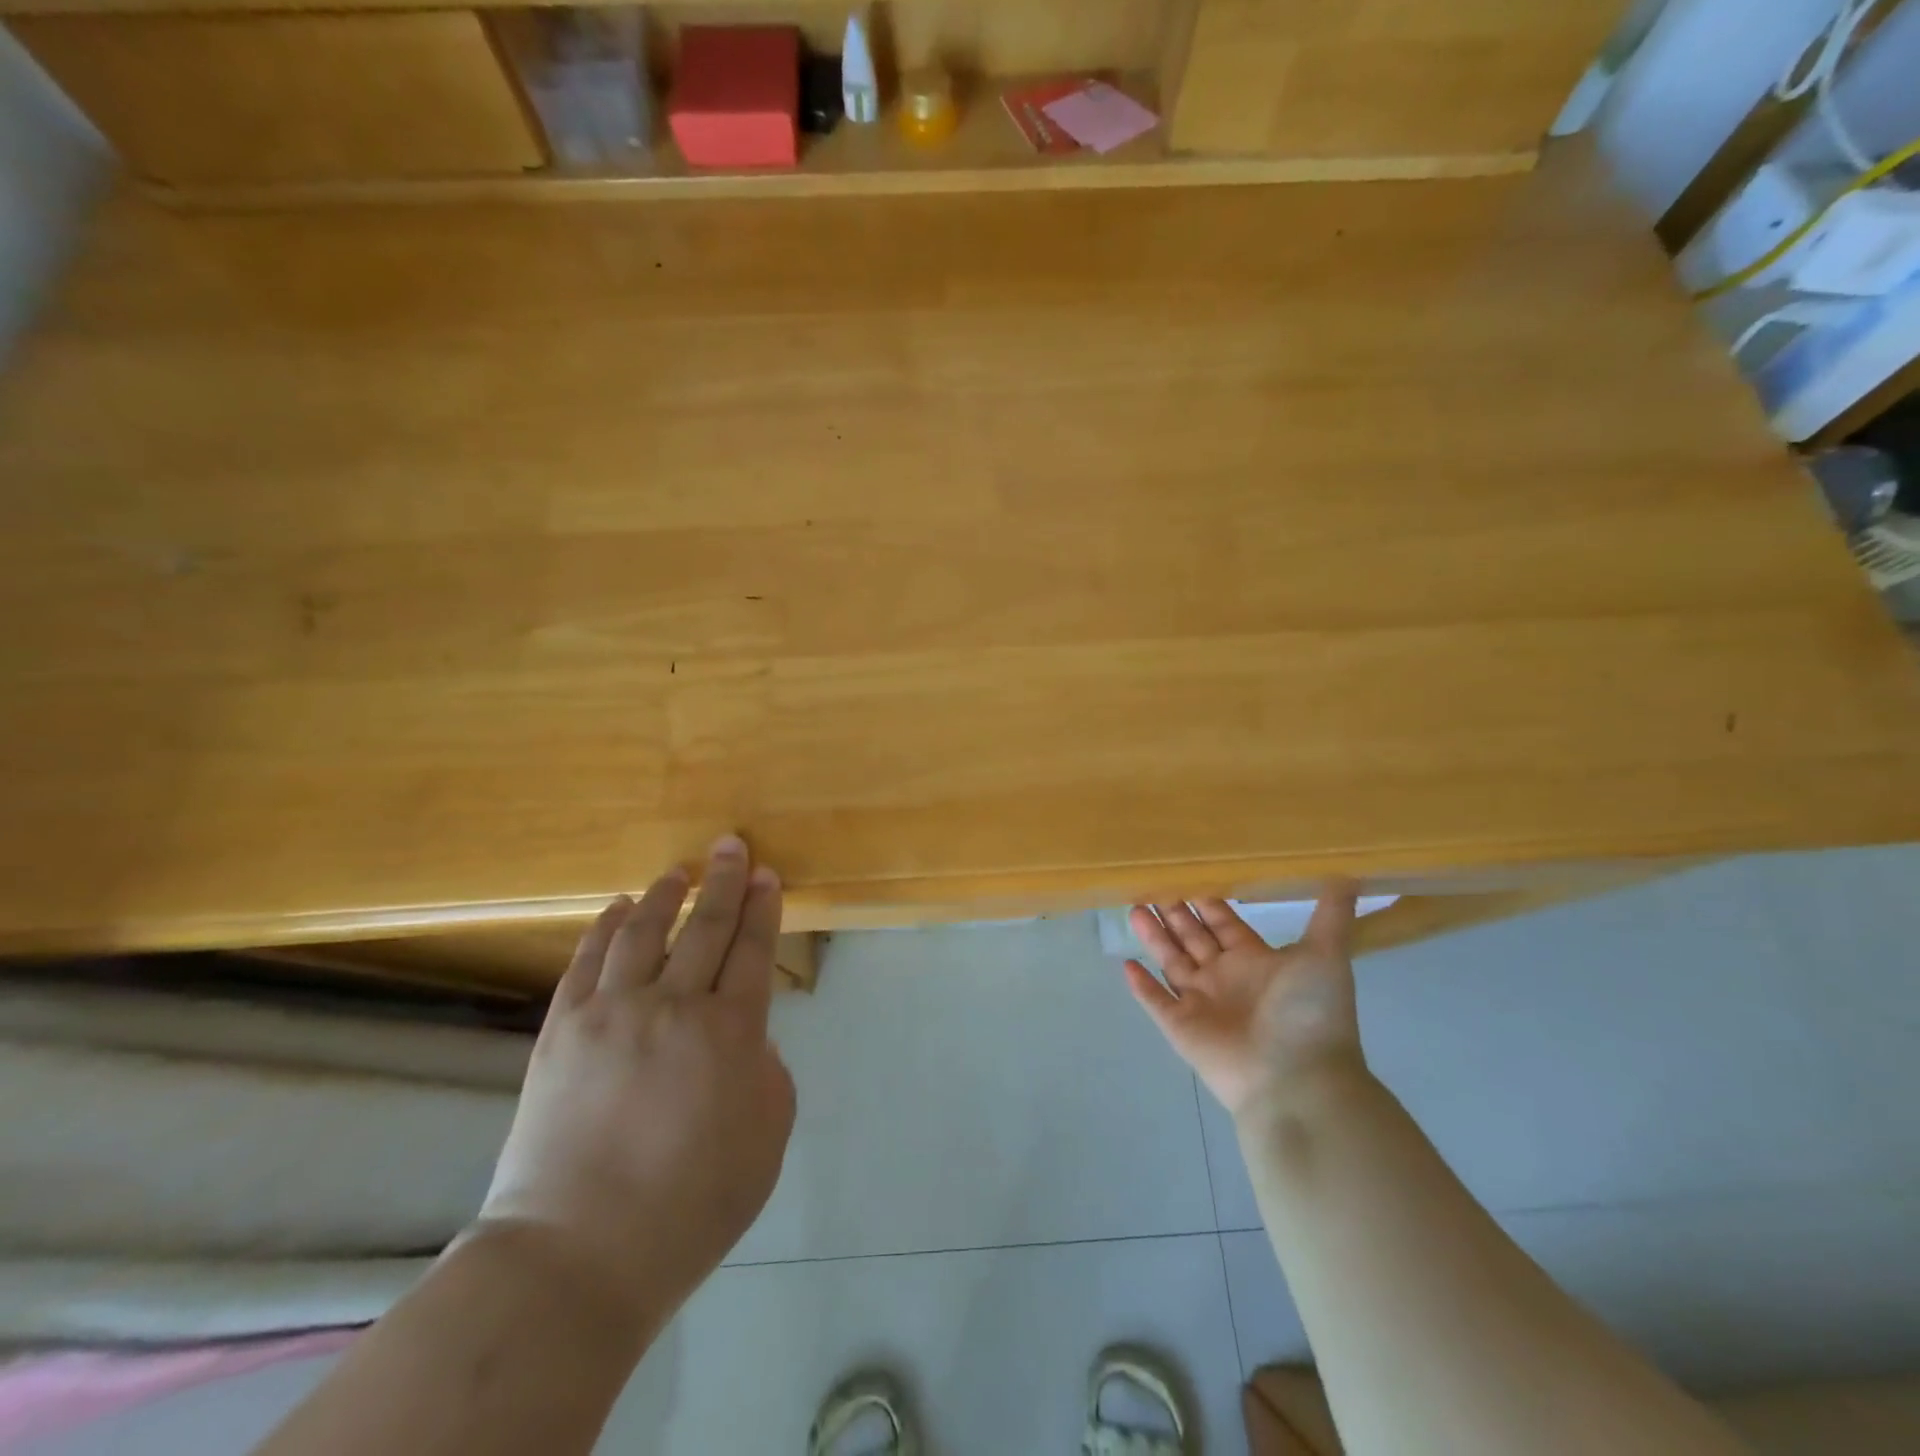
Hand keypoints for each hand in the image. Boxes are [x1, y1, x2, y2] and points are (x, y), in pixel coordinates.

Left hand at [474, 836, 795, 1337]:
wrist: (577, 1254)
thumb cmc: (690, 1205)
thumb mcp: (767, 1137)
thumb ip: (766, 1070)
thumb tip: (745, 1037)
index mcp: (731, 1031)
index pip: (753, 950)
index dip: (762, 908)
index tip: (766, 874)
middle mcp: (675, 1006)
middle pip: (705, 927)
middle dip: (723, 881)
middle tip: (730, 846)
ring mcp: (612, 1012)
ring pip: (644, 932)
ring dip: (665, 895)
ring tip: (678, 871)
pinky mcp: (562, 1029)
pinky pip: (587, 961)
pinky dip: (605, 927)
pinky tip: (617, 908)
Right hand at [1124, 886, 1364, 1118]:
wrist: (1296, 1079)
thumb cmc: (1308, 1013)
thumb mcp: (1325, 956)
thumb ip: (1331, 916)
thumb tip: (1350, 876)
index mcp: (1254, 961)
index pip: (1224, 923)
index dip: (1207, 901)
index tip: (1187, 873)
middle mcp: (1225, 978)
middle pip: (1193, 938)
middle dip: (1174, 913)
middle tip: (1151, 883)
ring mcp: (1201, 1004)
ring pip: (1170, 962)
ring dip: (1153, 937)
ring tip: (1133, 907)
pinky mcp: (1181, 1027)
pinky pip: (1155, 1001)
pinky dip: (1140, 985)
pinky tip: (1124, 964)